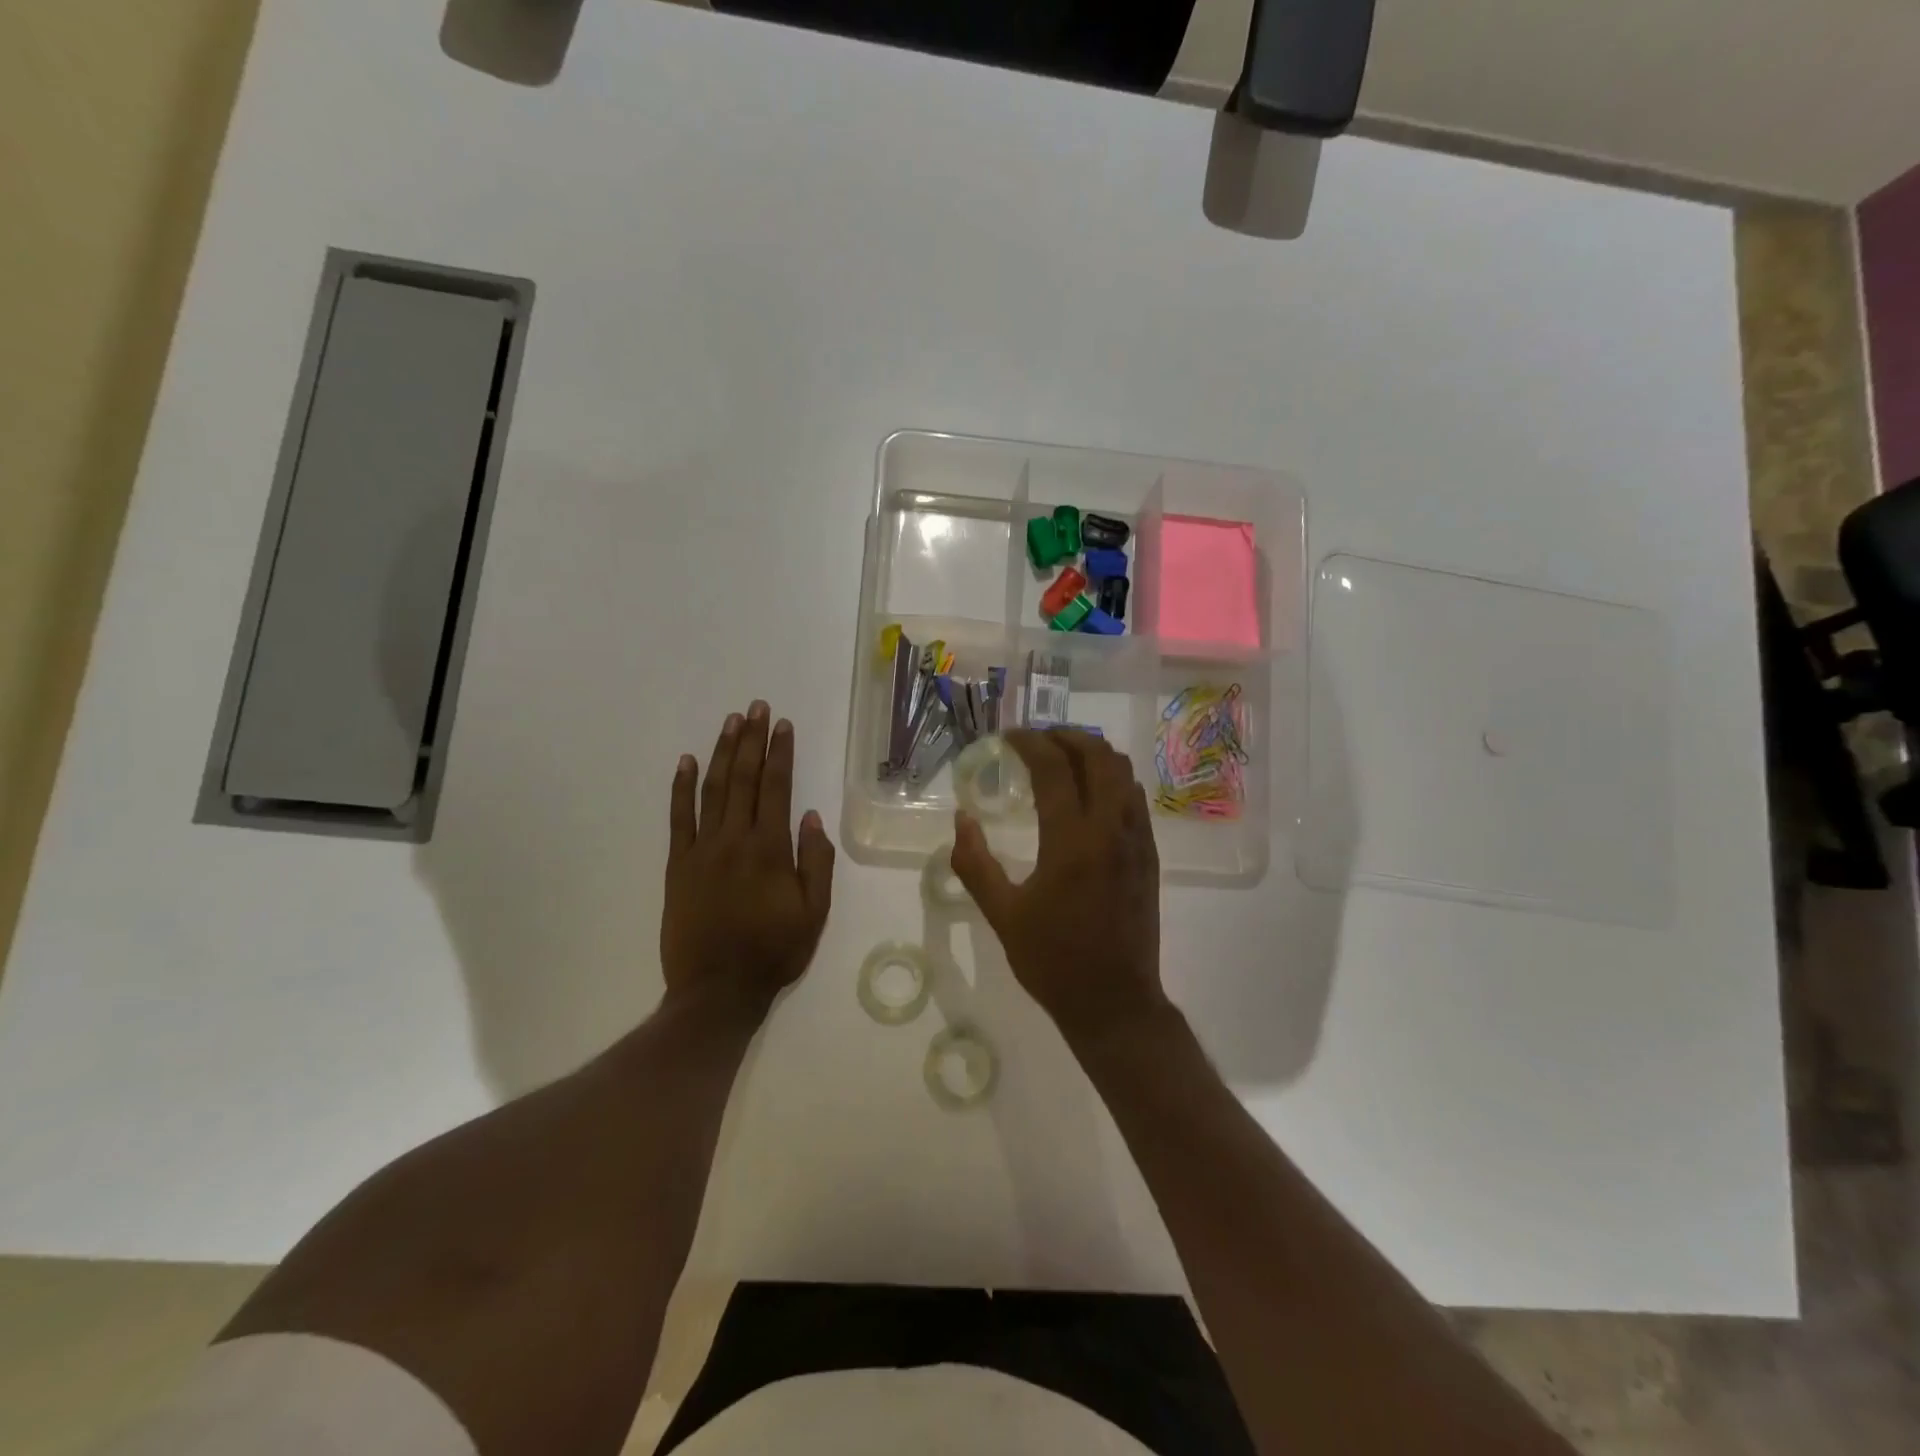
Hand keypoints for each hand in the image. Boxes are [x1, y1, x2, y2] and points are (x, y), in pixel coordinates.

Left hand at [661, 701, 835, 1009]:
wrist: (717, 990)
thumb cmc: (774, 951)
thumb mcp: (814, 913)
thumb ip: (816, 862)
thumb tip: (813, 817)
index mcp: (770, 849)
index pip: (776, 788)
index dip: (780, 753)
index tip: (782, 725)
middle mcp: (735, 839)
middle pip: (743, 778)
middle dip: (751, 740)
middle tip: (756, 707)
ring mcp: (702, 850)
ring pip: (712, 789)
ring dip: (721, 752)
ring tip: (730, 722)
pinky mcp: (678, 865)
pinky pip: (678, 818)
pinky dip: (680, 787)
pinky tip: (685, 761)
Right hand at [949, 729, 1166, 1039]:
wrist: (1115, 1003)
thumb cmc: (1053, 961)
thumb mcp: (1002, 915)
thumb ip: (975, 864)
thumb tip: (961, 819)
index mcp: (1071, 842)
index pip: (1054, 769)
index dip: (1030, 743)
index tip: (1008, 737)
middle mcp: (1110, 830)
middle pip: (1098, 756)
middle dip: (1066, 737)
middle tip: (1037, 741)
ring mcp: (1137, 841)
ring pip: (1123, 773)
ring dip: (1093, 754)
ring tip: (1062, 758)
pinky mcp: (1149, 856)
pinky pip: (1134, 798)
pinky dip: (1112, 779)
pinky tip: (1089, 794)